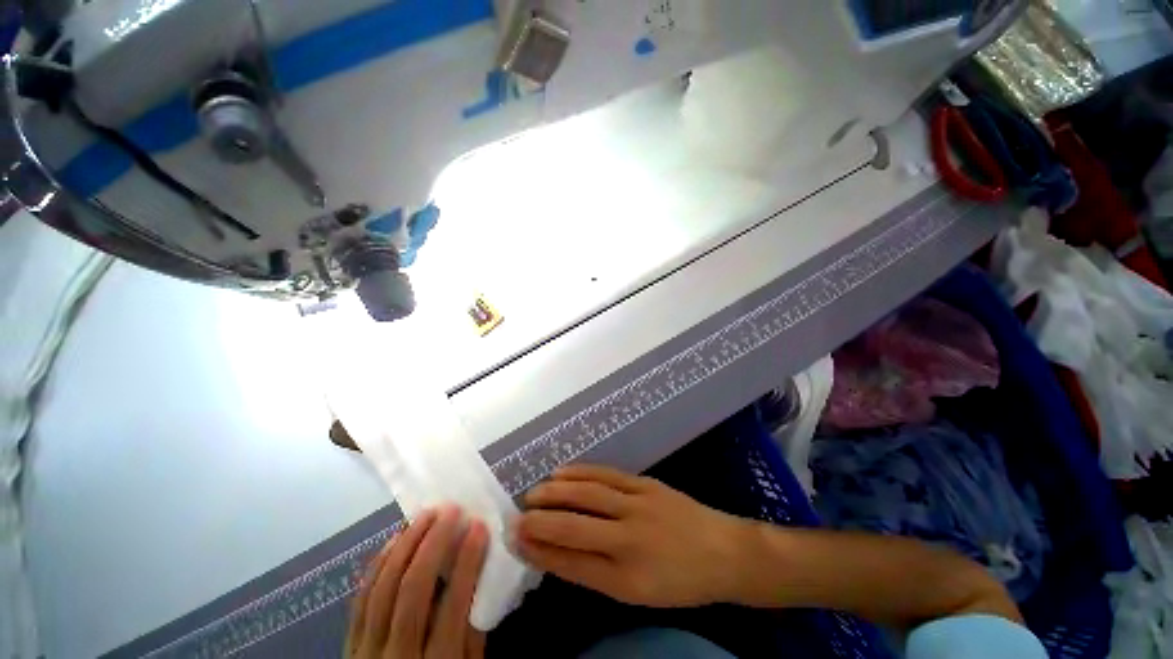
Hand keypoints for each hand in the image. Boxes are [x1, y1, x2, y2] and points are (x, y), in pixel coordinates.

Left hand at [347, 506, 487, 658]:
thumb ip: (474, 632)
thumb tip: (482, 575)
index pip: (452, 606)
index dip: (467, 562)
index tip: (478, 526)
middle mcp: (396, 656)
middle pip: (412, 590)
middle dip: (433, 543)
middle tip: (451, 510)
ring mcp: (366, 649)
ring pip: (383, 587)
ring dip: (406, 544)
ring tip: (426, 514)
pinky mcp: (350, 642)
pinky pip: (362, 597)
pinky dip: (379, 563)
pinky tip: (395, 538)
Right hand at [516, 465, 747, 606]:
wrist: (723, 552)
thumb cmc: (680, 582)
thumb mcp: (637, 593)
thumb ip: (597, 572)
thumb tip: (557, 554)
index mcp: (626, 579)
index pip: (570, 563)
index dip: (539, 552)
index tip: (516, 541)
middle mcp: (628, 540)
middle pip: (573, 527)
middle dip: (539, 521)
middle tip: (514, 516)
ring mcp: (637, 505)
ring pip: (587, 495)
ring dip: (555, 492)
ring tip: (533, 493)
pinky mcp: (645, 483)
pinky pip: (606, 475)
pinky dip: (580, 472)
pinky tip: (562, 472)